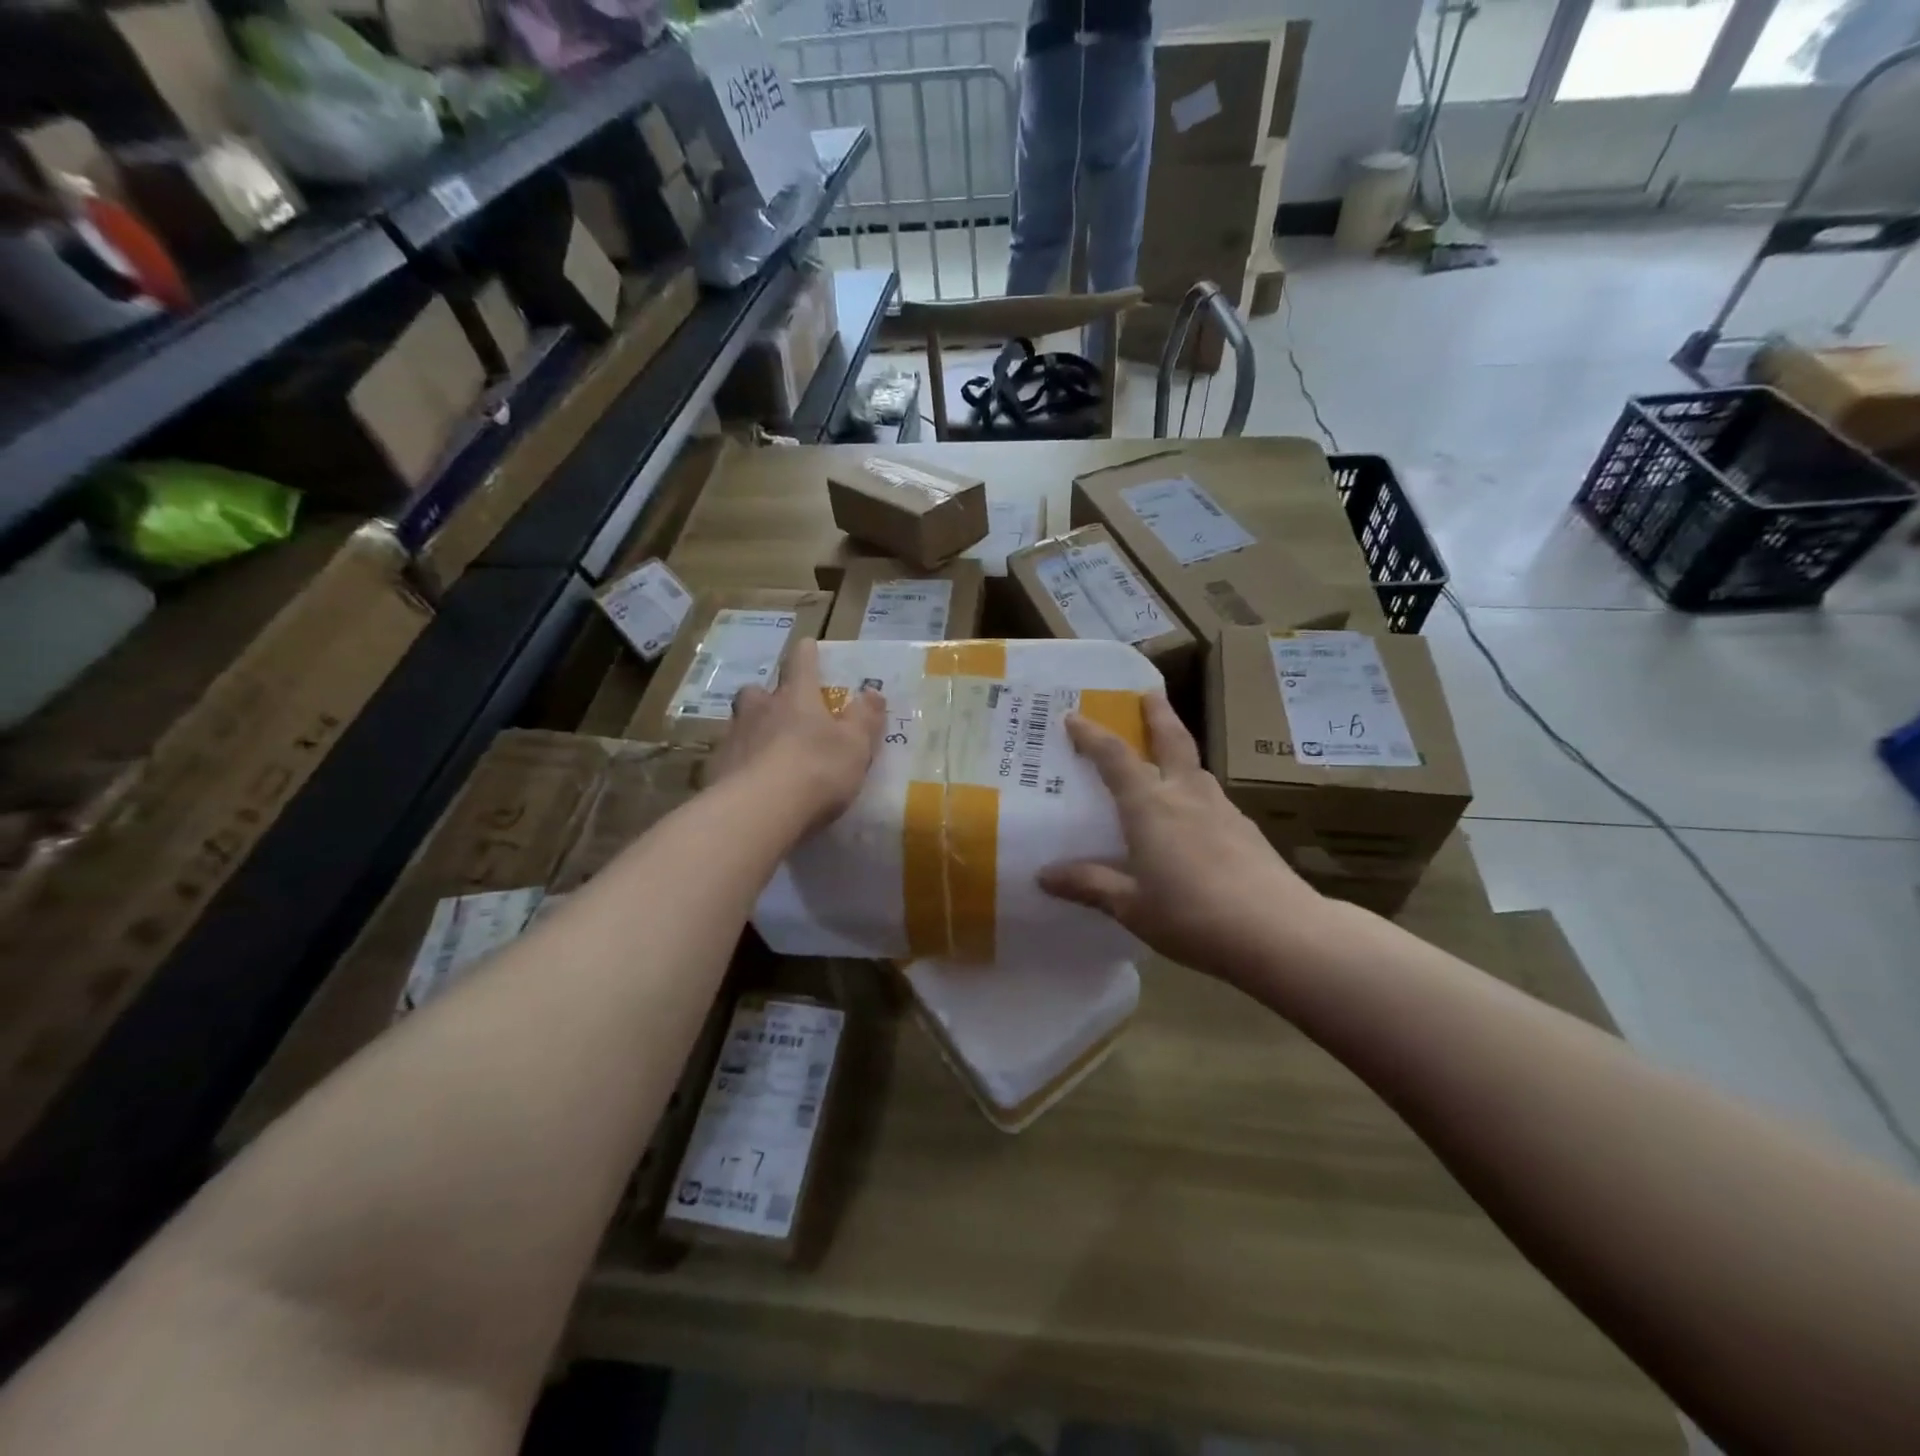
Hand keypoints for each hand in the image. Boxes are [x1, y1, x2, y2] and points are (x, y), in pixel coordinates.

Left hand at [708, 638, 883, 829]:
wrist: (757, 812)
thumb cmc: (816, 770)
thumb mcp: (855, 746)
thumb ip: (865, 719)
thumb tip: (873, 692)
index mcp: (796, 697)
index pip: (801, 663)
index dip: (806, 654)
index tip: (808, 645)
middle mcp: (760, 709)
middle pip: (758, 692)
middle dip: (768, 696)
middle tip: (781, 709)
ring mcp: (734, 739)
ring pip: (741, 724)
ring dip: (754, 731)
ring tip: (767, 751)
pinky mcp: (717, 770)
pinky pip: (732, 759)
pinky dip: (743, 765)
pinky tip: (753, 783)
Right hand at [1038, 695, 1328, 986]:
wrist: (1278, 931)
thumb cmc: (1191, 915)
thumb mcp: (1130, 906)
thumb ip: (1089, 884)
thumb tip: (1044, 875)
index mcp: (1150, 806)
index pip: (1115, 757)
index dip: (1092, 735)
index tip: (1073, 716)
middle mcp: (1186, 795)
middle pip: (1172, 740)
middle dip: (1158, 713)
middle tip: (1149, 692)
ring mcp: (1221, 809)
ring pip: (1195, 768)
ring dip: (1179, 751)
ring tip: (1168, 758)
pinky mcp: (1246, 829)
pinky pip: (1211, 798)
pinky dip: (1195, 792)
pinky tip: (1195, 818)